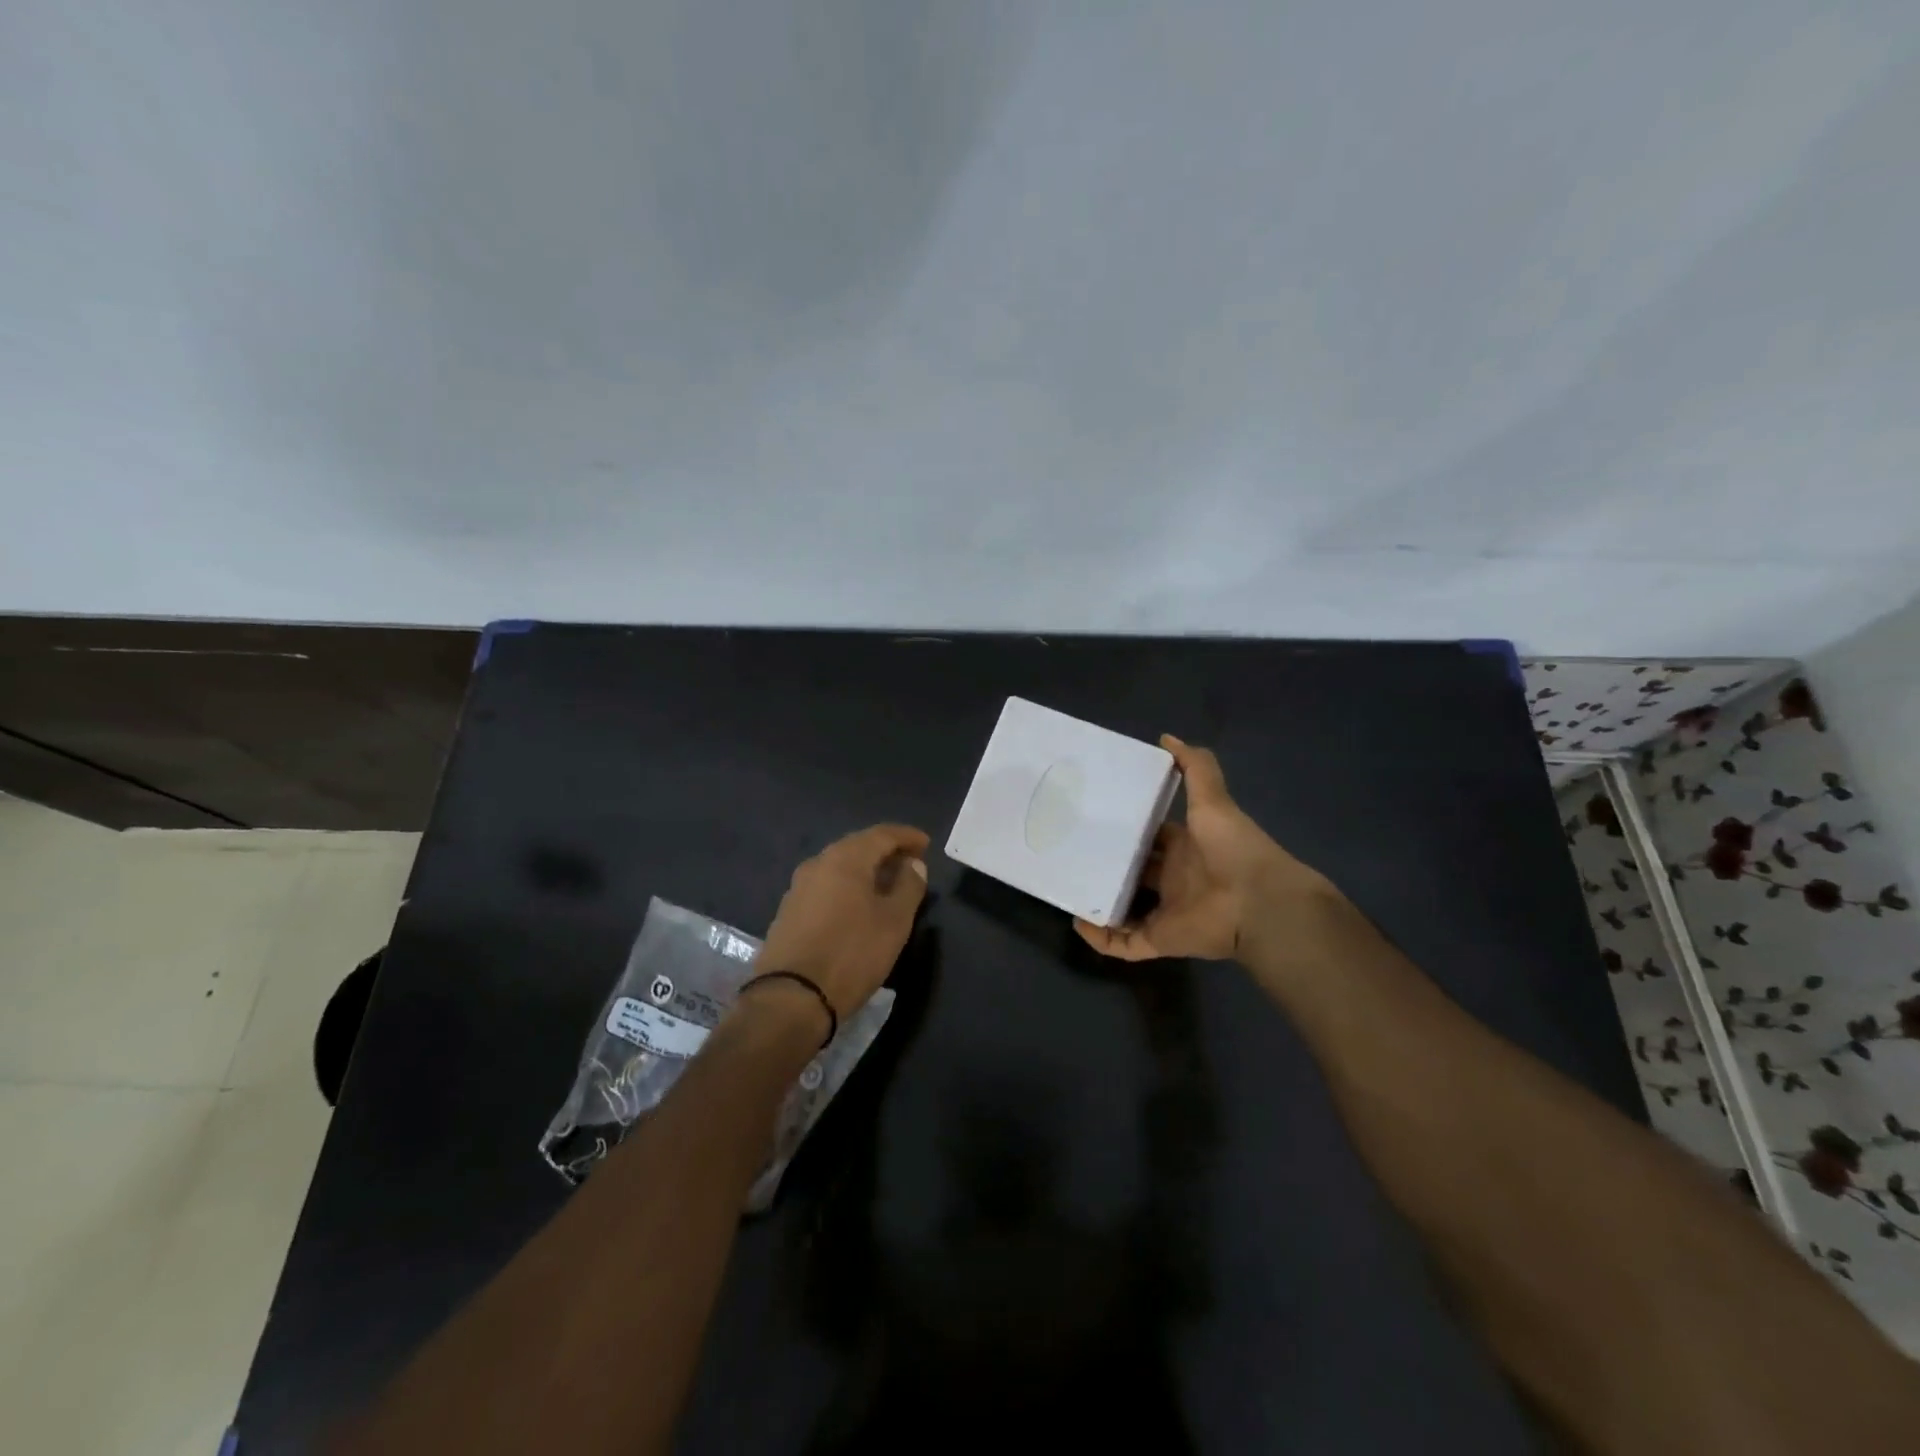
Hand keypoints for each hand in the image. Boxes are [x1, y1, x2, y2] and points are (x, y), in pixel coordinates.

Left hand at [756, 823, 929, 1019]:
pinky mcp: (789, 911)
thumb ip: (908, 886)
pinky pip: (826, 886)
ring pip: (839, 867)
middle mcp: (818, 864)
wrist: (790, 998)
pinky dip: (848, 886)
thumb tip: (913, 864)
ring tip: (888, 883)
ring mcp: (799, 888)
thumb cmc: (851, 954)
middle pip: (857, 846)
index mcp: (845, 859)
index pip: (882, 834)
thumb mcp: (894, 922)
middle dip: (885, 850)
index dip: (906, 836)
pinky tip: (859, 904)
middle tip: (909, 861)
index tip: (926, 844)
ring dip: (866, 869)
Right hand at [1074, 736, 1331, 962]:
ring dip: (1099, 902)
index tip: (1095, 818)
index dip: (1127, 828)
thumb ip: (1195, 767)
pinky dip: (1101, 939)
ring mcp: (1166, 911)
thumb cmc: (1233, 848)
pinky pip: (1125, 943)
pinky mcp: (1160, 939)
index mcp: (1184, 846)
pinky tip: (1078, 924)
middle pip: (1133, 872)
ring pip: (1125, 909)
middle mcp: (1173, 878)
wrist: (1260, 902)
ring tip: (1068, 889)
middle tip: (1071, 852)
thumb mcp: (1213, 799)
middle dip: (1107, 864)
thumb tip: (1167, 738)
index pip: (1150, 836)